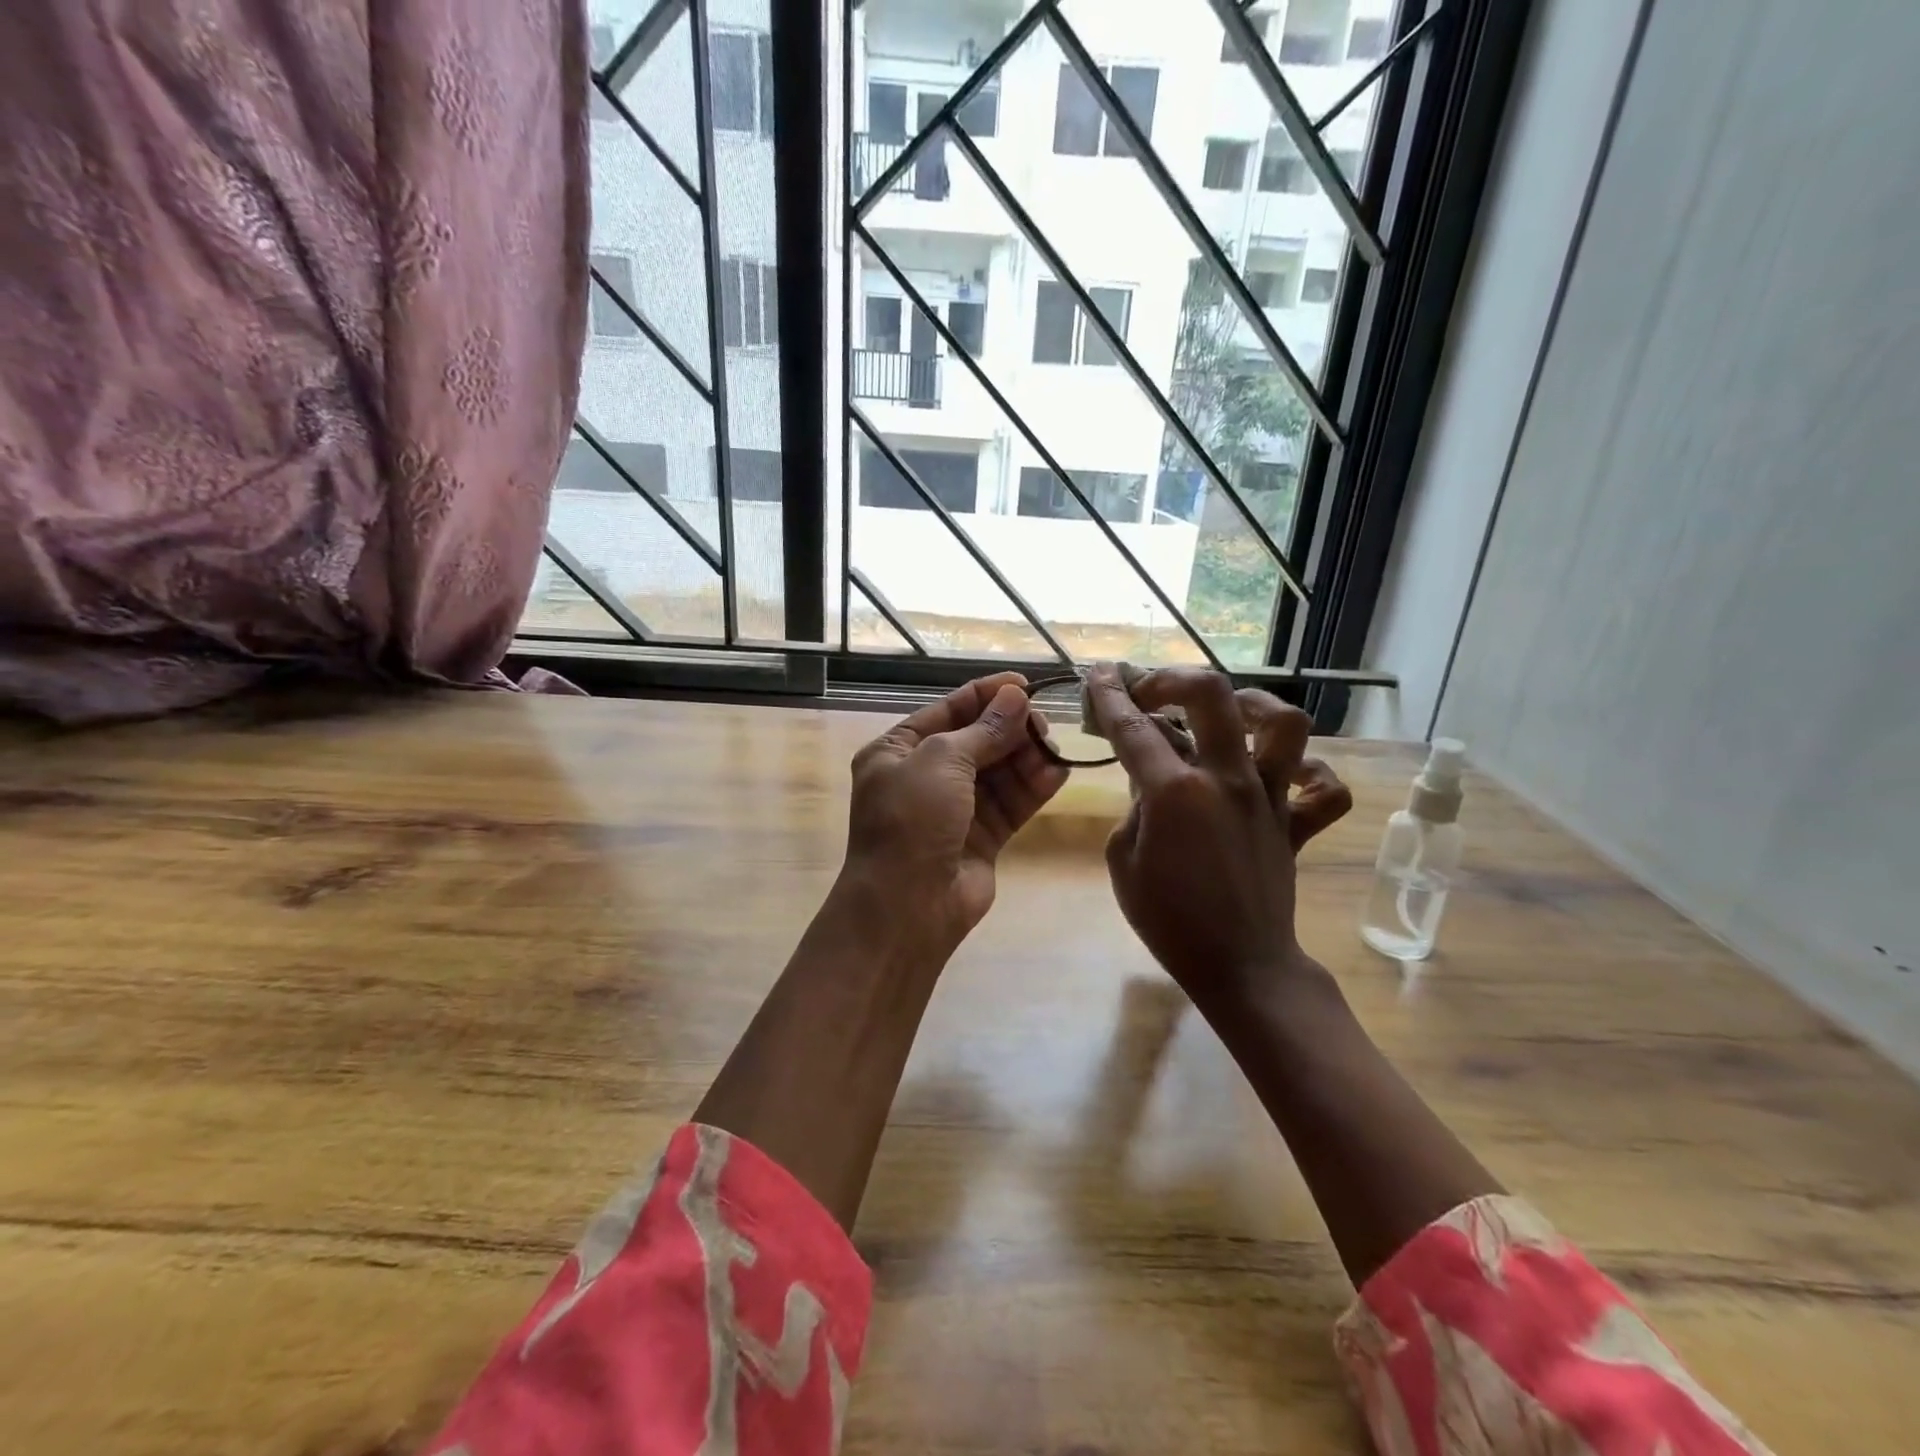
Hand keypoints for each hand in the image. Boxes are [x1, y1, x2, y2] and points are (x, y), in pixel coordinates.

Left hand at [843, 671, 1068, 951]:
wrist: (907, 907)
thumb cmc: (912, 820)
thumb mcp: (941, 761)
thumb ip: (983, 730)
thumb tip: (1015, 697)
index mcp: (898, 751)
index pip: (947, 711)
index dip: (985, 695)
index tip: (1024, 684)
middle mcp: (924, 777)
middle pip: (977, 740)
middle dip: (1010, 728)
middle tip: (1043, 722)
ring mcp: (954, 809)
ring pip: (998, 772)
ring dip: (1025, 758)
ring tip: (1053, 748)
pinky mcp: (981, 838)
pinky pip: (1011, 804)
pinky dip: (1033, 788)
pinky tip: (1058, 772)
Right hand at [1085, 664, 1351, 1008]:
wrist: (1239, 966)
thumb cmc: (1169, 920)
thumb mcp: (1123, 862)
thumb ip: (1134, 810)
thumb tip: (1150, 782)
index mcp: (1175, 793)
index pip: (1135, 728)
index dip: (1111, 696)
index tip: (1101, 673)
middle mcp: (1228, 780)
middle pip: (1213, 696)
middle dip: (1175, 679)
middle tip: (1153, 692)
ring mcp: (1271, 798)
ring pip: (1285, 723)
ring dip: (1253, 705)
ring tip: (1228, 713)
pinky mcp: (1297, 822)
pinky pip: (1325, 788)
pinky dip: (1311, 773)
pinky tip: (1283, 774)